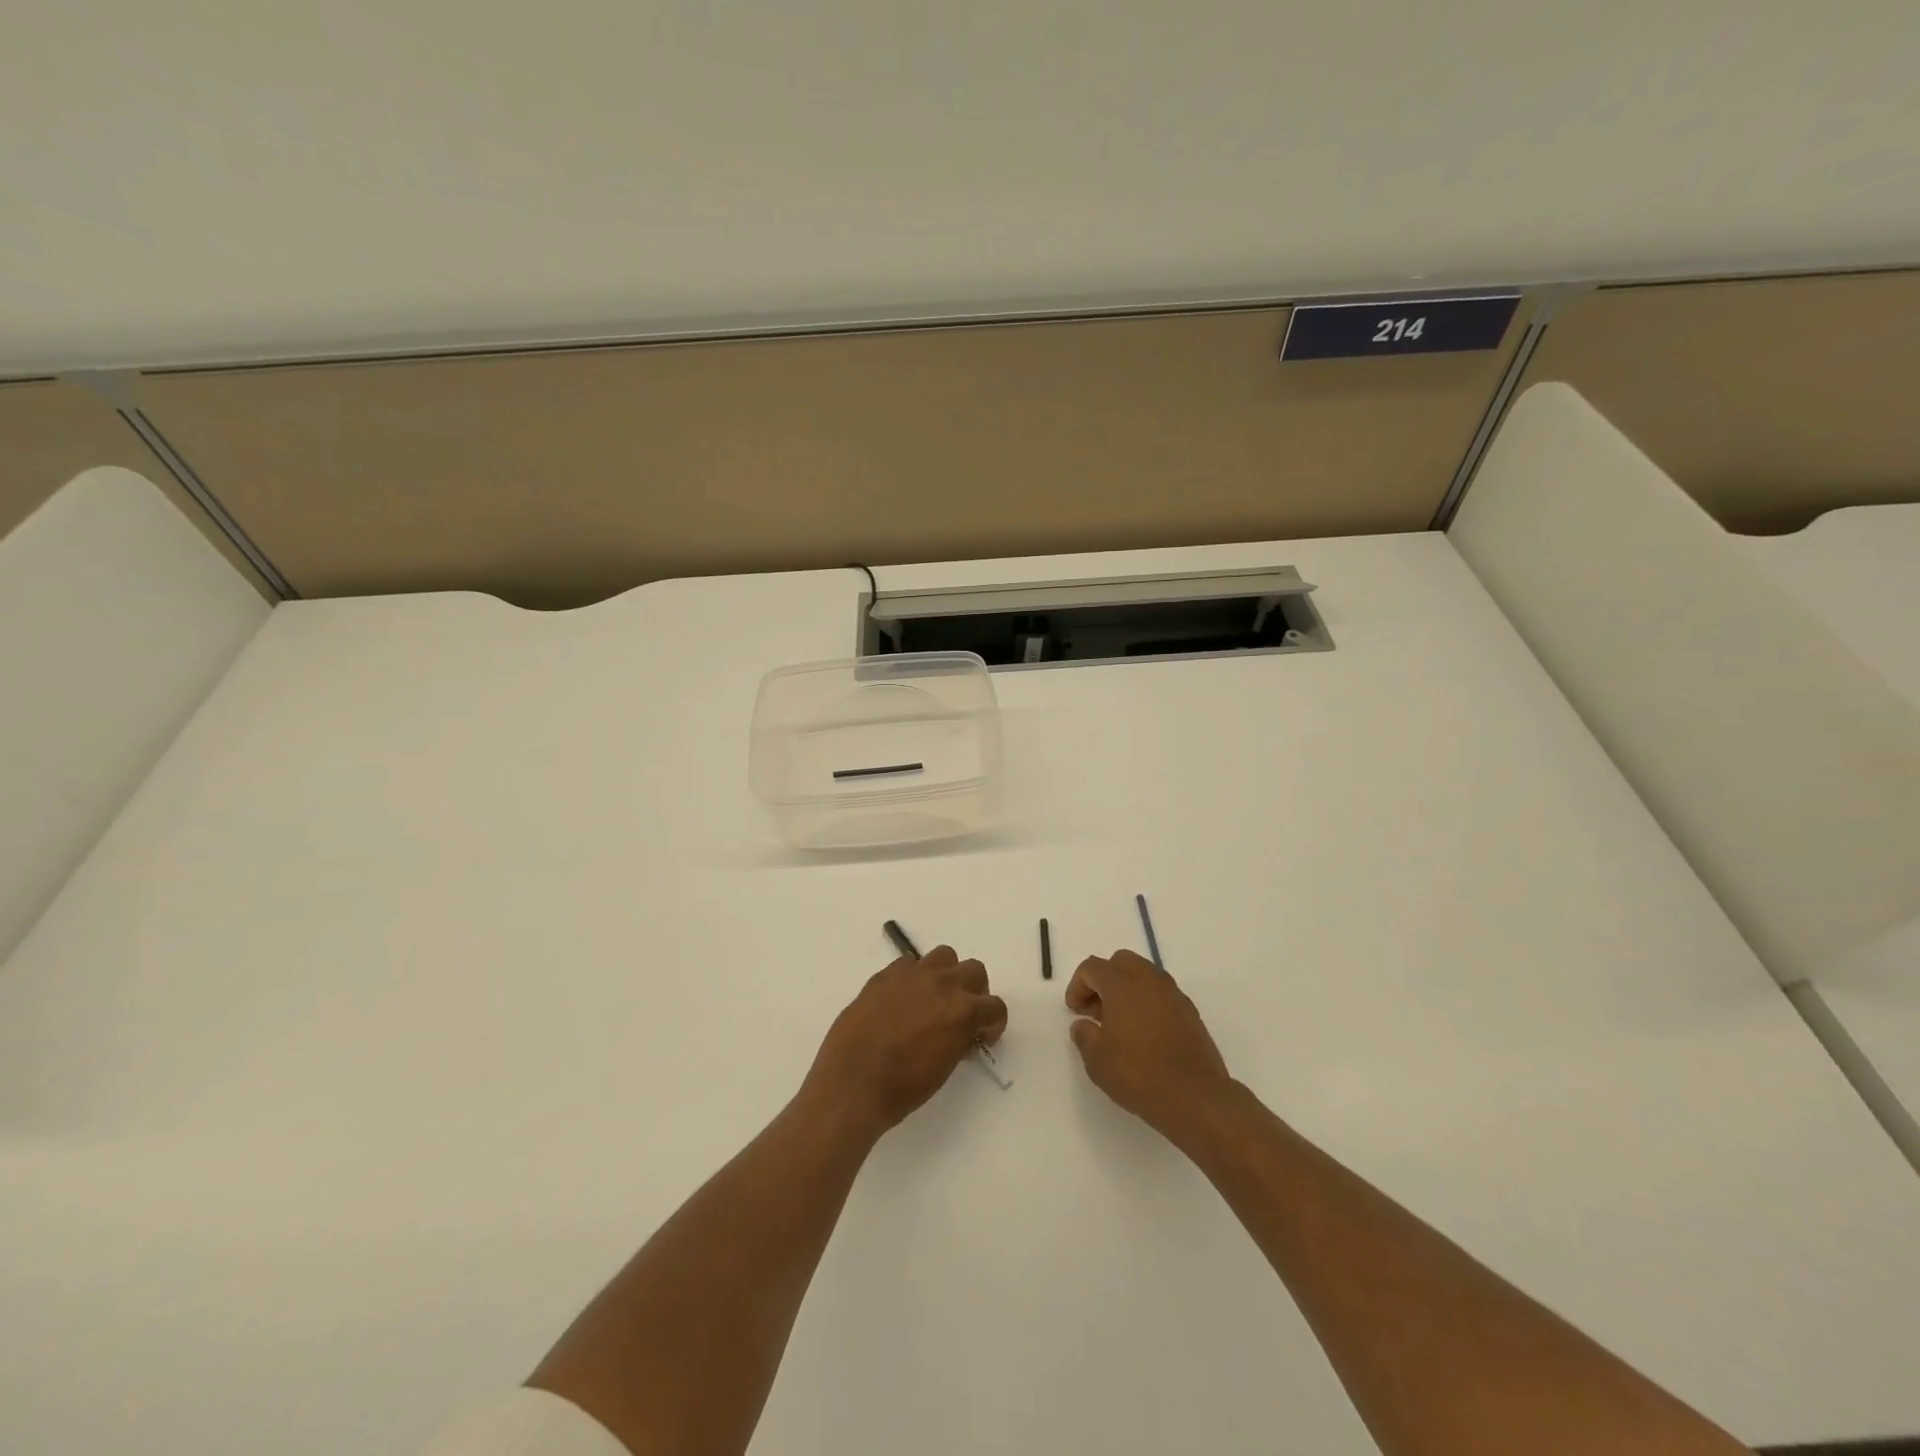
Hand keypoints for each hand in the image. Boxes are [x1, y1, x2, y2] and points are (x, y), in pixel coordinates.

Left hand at [805, 945, 1007, 1137]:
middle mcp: (943, 984)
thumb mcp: (944, 1066)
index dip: (993, 1023)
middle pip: (974, 970)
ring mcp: (913, 974)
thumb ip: (959, 1038)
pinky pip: (909, 963)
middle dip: (974, 991)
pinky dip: (912, 977)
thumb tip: (962, 1029)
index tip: (982, 1035)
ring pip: (944, 956)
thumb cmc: (903, 1088)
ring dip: (945, 974)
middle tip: (960, 1013)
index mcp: (963, 1011)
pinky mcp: (885, 974)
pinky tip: (901, 999)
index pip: (995, 1006)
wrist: (853, 1083)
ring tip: (933, 997)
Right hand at [1065, 950, 1232, 1143]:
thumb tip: (1083, 1025)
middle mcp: (1148, 979)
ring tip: (1120, 1022)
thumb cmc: (1139, 1074)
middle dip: (1103, 980)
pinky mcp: (1190, 1011)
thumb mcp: (1097, 1060)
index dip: (1077, 986)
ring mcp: (1173, 993)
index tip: (1075, 1012)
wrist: (1195, 1097)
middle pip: (1120, 962)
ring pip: (1144, 975)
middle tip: (1096, 1010)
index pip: (1091, 968)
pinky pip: (1161, 993)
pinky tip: (1144, 1032)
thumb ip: (1084, 1035)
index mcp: (1121, 984)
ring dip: (1127, 989)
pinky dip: (1147, 1002)